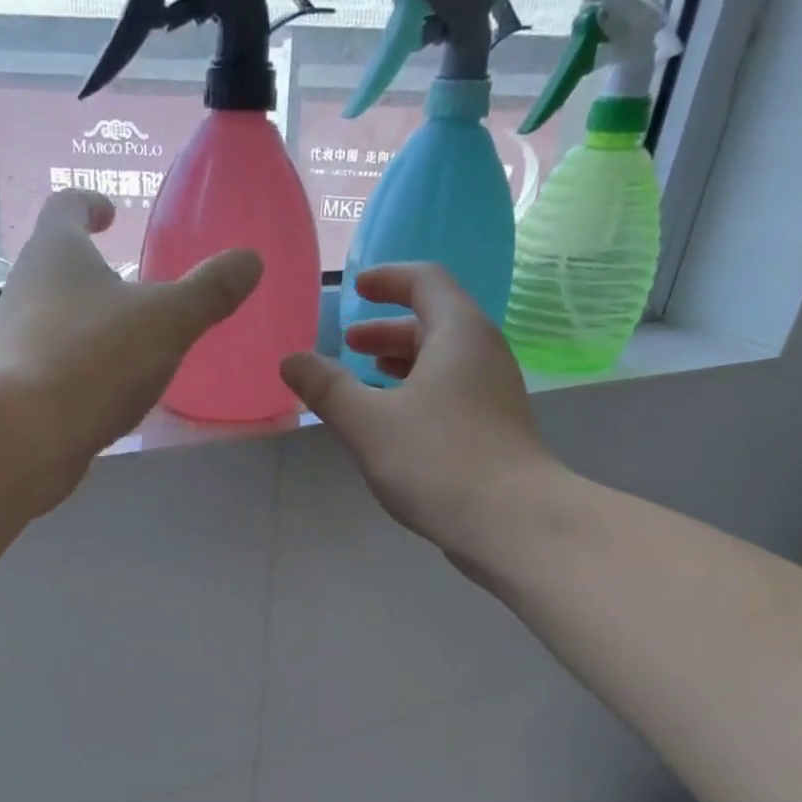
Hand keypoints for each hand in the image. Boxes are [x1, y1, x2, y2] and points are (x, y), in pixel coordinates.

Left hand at [0, 190, 260, 499]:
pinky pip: (55, 362)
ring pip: (55, 316)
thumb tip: (250, 260)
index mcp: (57, 251)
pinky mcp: (18, 387)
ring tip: (126, 339)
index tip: (109, 213)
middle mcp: (28, 287)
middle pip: (57, 263)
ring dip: (87, 319)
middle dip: (91, 268)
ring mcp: (17, 339)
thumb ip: (209, 292)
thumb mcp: (167, 322)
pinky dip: (82, 364)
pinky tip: (107, 389)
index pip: (67, 206)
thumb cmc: (95, 359)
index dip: (90, 204)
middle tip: (130, 282)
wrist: (25, 434)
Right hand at [280, 263, 557, 560]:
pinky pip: (452, 393)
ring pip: (443, 363)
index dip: (388, 280)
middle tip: (349, 344)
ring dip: (403, 364)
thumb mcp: (369, 423)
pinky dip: (419, 393)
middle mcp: (483, 353)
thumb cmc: (437, 460)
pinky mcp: (494, 430)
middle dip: (388, 330)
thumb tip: (291, 360)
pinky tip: (395, 425)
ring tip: (366, 379)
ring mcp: (494, 394)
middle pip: (434, 322)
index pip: (425, 282)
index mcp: (458, 333)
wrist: (510, 521)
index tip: (356, 289)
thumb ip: (328, 389)